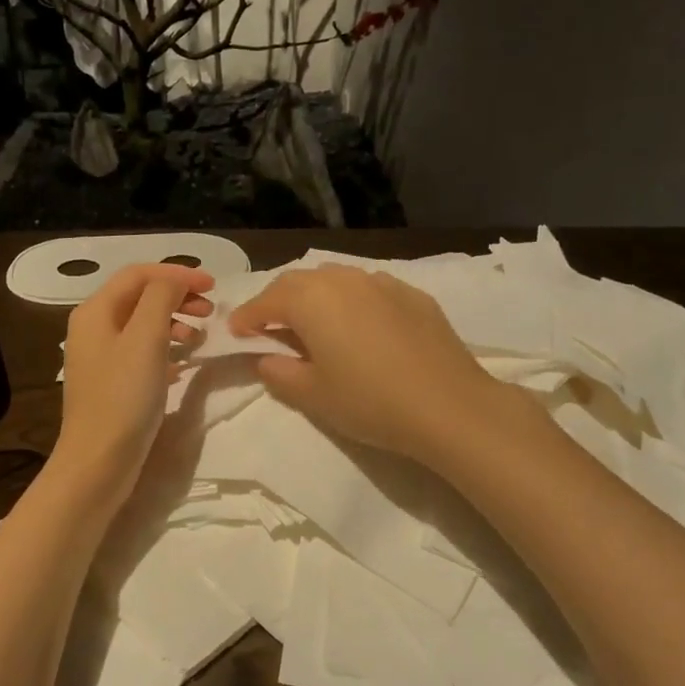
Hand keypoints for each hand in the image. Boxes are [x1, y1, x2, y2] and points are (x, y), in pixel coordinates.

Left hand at [53, 263, 213, 501]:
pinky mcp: (112, 384)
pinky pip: (143, 353)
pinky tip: (184, 365)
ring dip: (174, 323)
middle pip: (140, 297)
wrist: (98, 462)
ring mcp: (101, 358)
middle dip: (177, 297)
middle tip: (210, 312)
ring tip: (199, 340)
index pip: (139, 274)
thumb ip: (161, 298)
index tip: (214, 286)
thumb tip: (175, 280)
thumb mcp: (146, 338)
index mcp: (95, 311)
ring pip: (143, 325)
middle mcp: (94, 328)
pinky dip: (167, 350)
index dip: (177, 274)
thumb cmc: (123, 396)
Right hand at [229, 265, 506, 463]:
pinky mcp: (413, 294)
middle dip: (278, 301)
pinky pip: (369, 289)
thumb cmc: (369, 401)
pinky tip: (360, 325)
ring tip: (314, 322)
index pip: (266, 302)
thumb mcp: (313, 395)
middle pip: (299, 282)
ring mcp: (382, 283)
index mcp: (311, 300)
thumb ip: (280, 373)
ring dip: (316, 297)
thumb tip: (268, 358)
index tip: (236, 332)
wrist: (449, 406)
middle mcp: (343, 280)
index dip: (246, 316)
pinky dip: (352, 301)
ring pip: (336, 279)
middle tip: (270, 326)